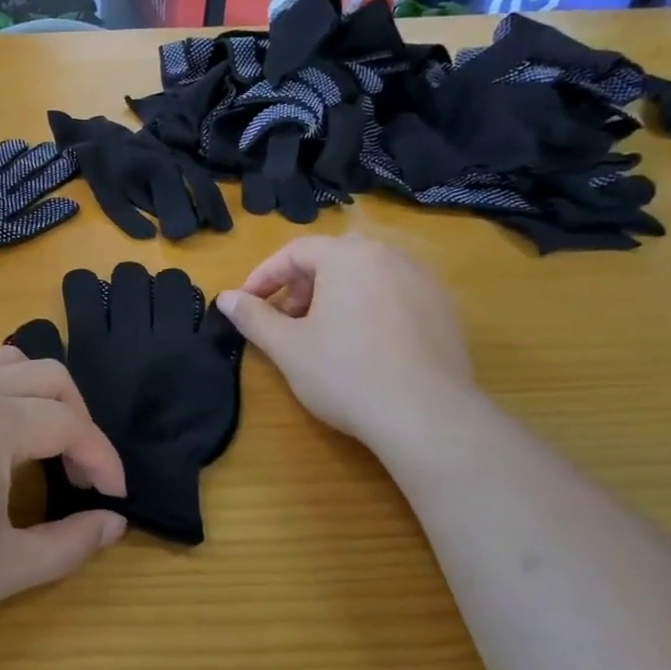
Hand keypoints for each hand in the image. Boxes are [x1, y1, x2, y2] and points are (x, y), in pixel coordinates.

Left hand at [0, 349, 127, 660]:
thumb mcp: (4, 569)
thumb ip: (71, 544)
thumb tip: (114, 523)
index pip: (69, 424)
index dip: (103, 459)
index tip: (116, 497)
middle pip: (48, 375)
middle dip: (79, 419)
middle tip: (84, 472)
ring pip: (7, 361)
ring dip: (40, 395)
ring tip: (45, 446)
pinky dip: (2, 388)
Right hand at [216, 236, 476, 449]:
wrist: (428, 417)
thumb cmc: (345, 373)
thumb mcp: (286, 346)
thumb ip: (253, 316)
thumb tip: (225, 298)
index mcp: (349, 256)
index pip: (295, 252)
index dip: (264, 277)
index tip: (246, 304)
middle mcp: (390, 256)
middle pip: (332, 260)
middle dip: (300, 287)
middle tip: (284, 322)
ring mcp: (424, 282)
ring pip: (365, 277)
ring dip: (333, 297)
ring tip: (320, 335)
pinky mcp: (444, 310)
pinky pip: (394, 296)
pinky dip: (368, 309)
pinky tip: (362, 347)